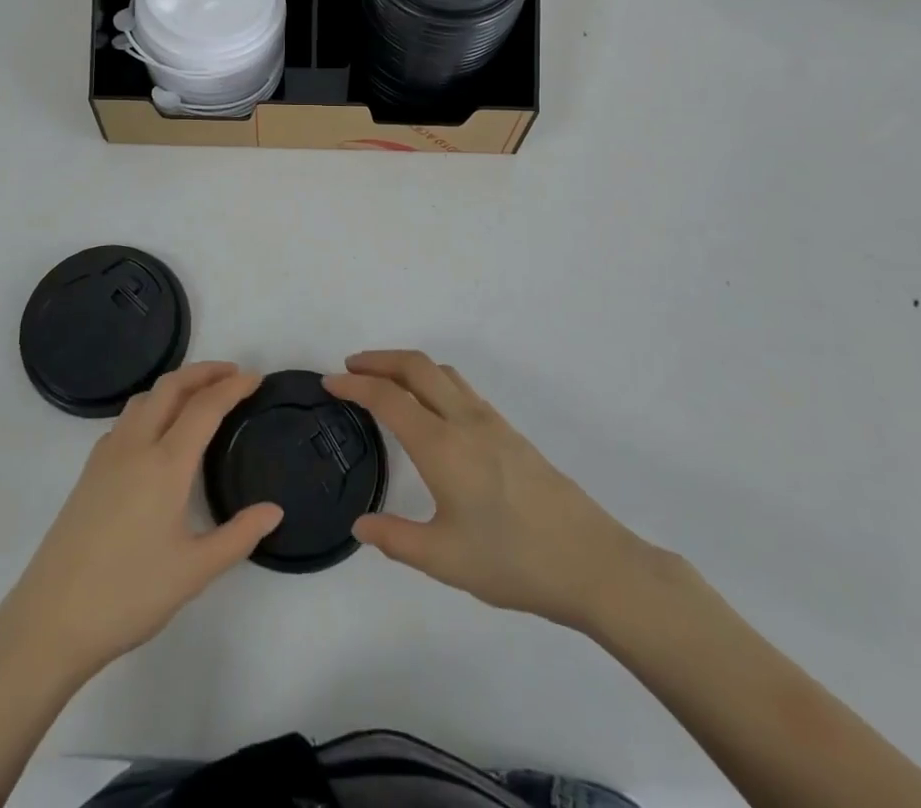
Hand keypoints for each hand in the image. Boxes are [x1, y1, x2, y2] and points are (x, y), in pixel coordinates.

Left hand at [0, 362, 282, 679]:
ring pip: (144, 398)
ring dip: (175, 386)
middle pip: (171, 387)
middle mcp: (135, 446)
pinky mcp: (89, 472)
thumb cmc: (128, 595)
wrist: (50, 621)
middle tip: (232, 374)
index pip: (205, 407)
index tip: (256, 379)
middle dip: (204, 372)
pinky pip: (126, 419)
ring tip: (199, 397)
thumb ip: (238, 536)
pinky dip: (151, 407)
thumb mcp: (194, 572)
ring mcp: (107, 456)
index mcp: (165, 464)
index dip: (233, 387)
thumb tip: (274, 510)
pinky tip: (157, 433)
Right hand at [325, 351, 672, 633]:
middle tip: (350, 368)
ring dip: (407, 365)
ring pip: (441, 372)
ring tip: (384, 381)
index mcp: (441, 445)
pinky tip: (430, 408)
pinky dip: (432, 380)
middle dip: (379, 359)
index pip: (388, 398)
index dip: (355, 384)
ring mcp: (490, 421)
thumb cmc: (513, 561)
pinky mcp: (509, 431)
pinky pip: (460, 387)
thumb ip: (396, 539)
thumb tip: (361, 524)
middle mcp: (463, 420)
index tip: (329, 381)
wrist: (591, 561)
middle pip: (416, 366)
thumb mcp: (444, 559)